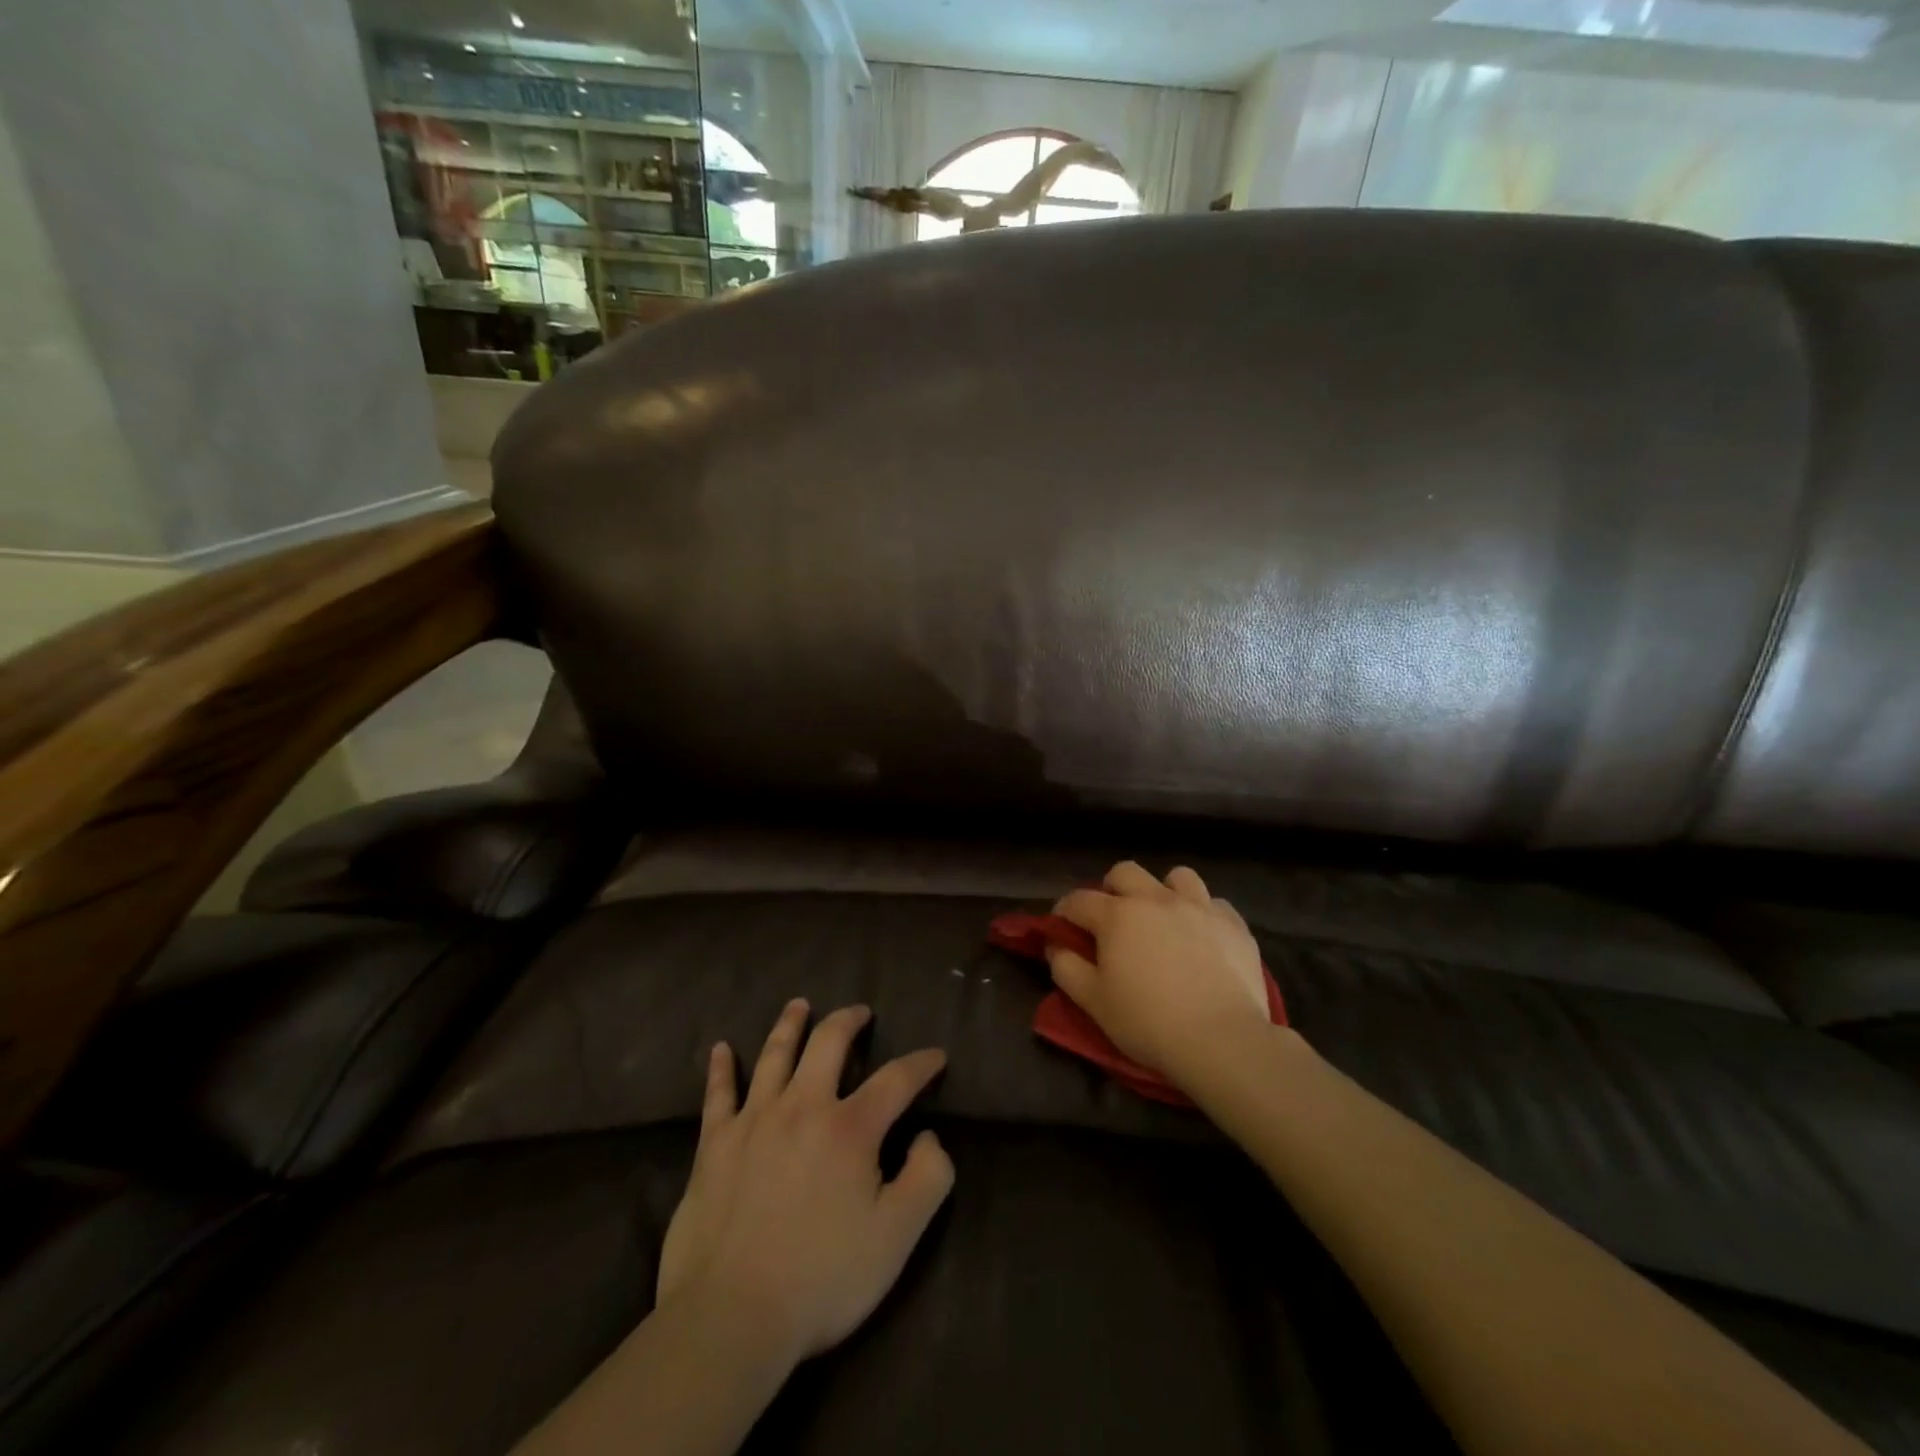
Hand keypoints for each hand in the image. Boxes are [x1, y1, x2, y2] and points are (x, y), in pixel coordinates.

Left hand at [657, 1000, 953, 1369]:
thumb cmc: (822, 1278)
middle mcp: (803, 1106)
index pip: (896, 1079)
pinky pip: (718, 1094)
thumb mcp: (897, 1237)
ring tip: (800, 1005)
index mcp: (850, 1128)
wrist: (730, 1317)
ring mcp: (754, 1120)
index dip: (921, 1064)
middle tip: (860, 1012)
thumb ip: (928, 1178)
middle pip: (828, 1043)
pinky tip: (720, 1048)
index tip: (936, 1056)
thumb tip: (929, 1136)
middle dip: (849, 1020)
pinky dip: (721, 1068)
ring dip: (790, 1024)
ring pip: (774, 1054)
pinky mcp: (715, 1144)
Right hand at [1048, 862, 1269, 1086]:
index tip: (1062, 927)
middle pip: (1125, 872)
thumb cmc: (1148, 1022)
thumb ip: (1067, 968)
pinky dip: (1203, 914)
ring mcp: (1199, 907)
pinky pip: (1215, 904)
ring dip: (1163, 892)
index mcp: (1117, 915)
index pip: (1079, 900)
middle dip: (1112, 888)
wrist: (1221, 1040)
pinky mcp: (1233, 924)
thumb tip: (1056, 946)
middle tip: (1113, 918)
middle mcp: (1156, 899)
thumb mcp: (1093, 1002)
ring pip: (1177, 877)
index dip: (1064, 911)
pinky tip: (1202, 937)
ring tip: (1163, 918)